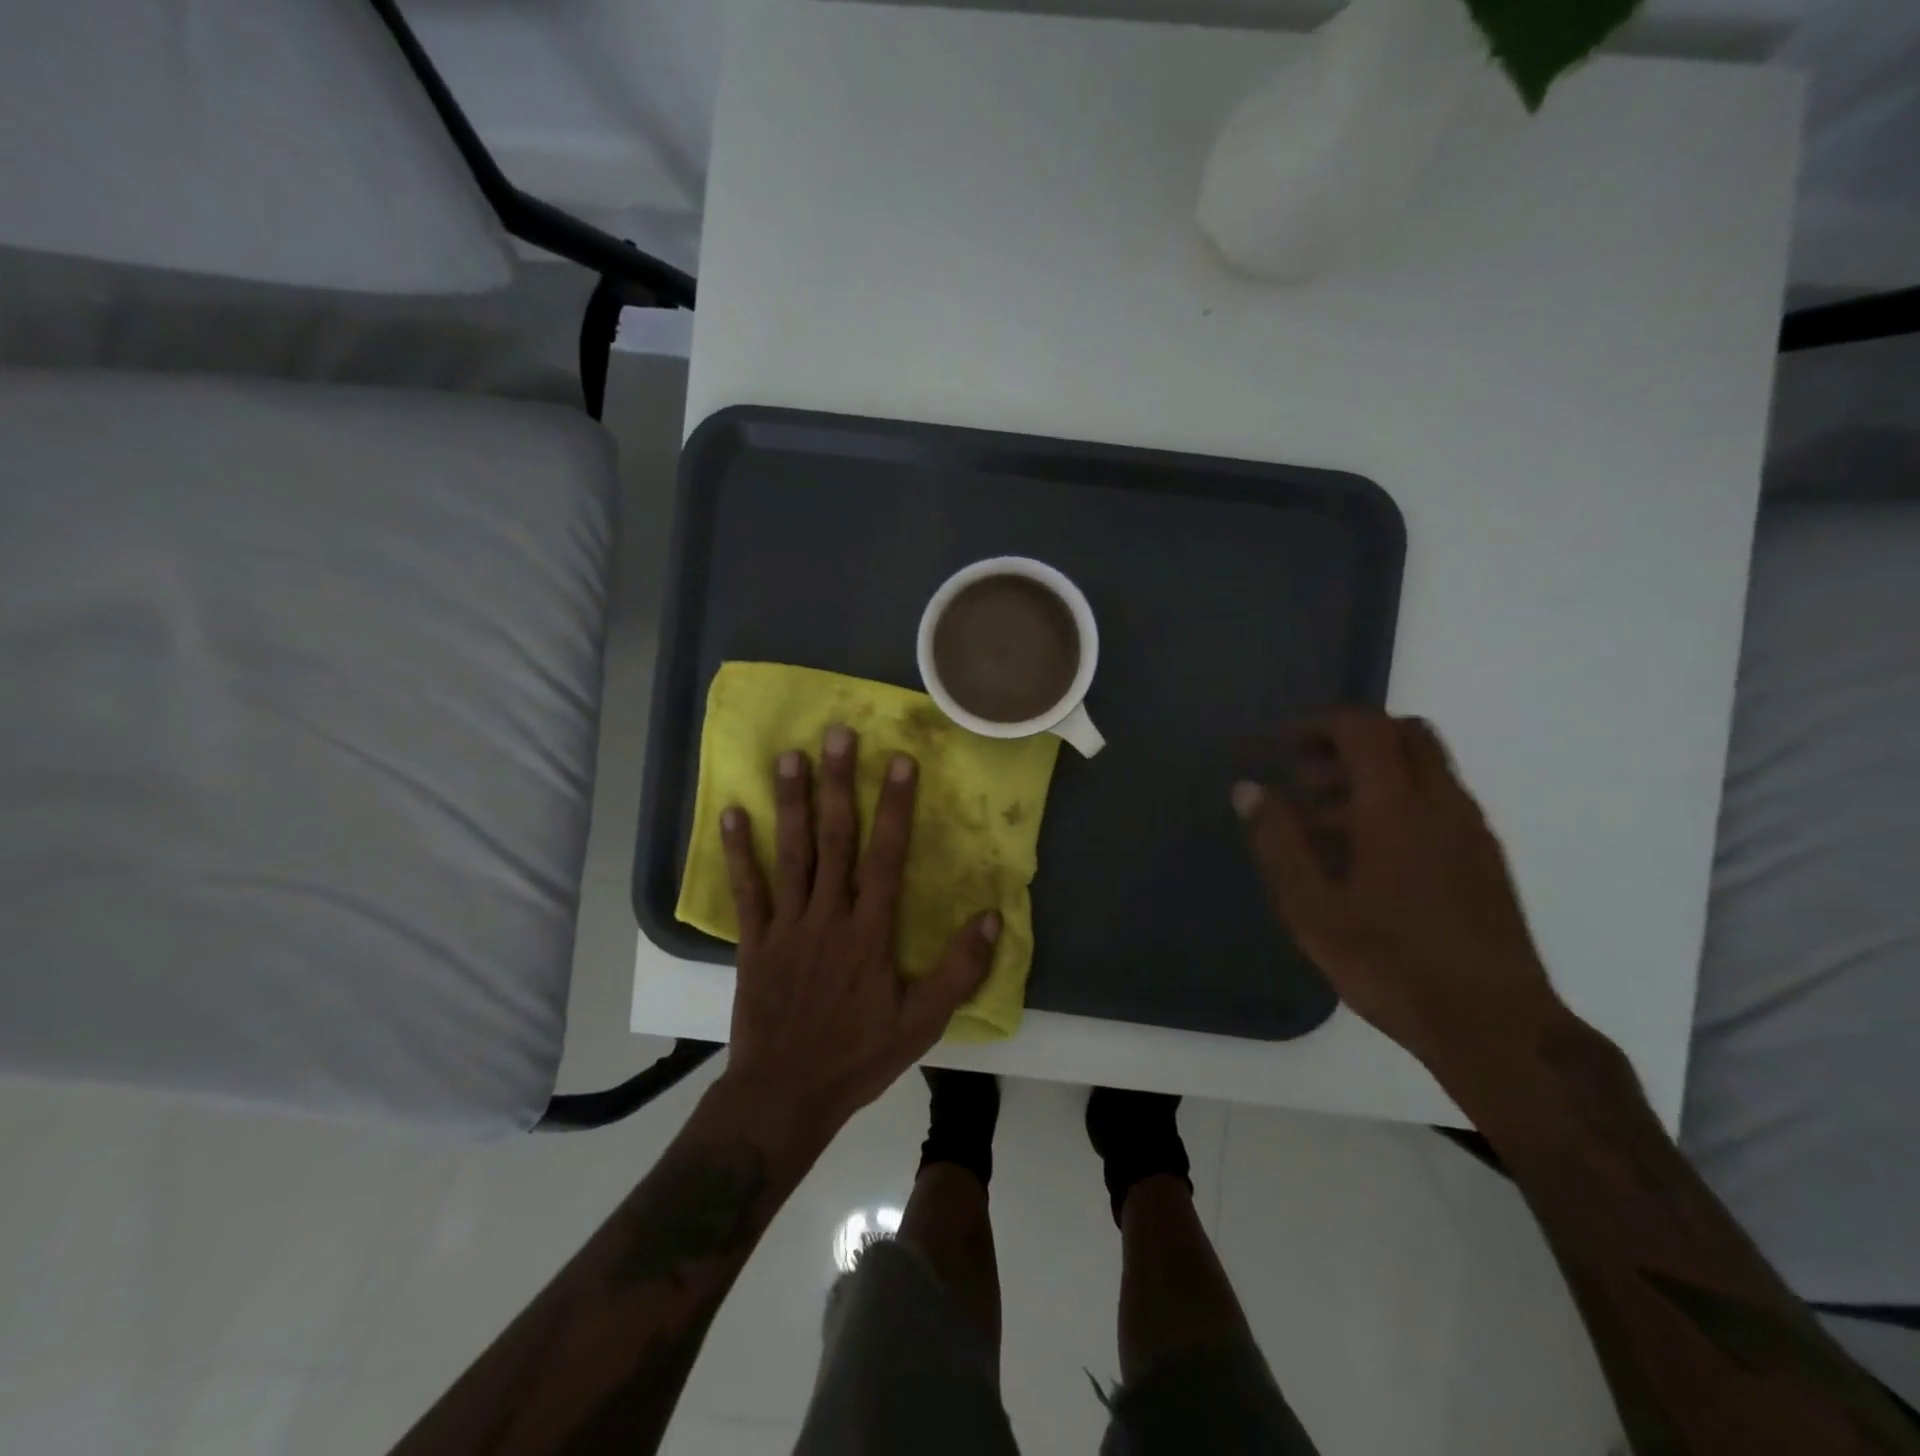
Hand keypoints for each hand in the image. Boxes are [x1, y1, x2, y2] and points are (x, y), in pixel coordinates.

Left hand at [718, 724, 1002, 1143]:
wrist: (786, 1094)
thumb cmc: (859, 1055)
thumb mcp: (922, 1022)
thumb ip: (959, 970)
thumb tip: (991, 917)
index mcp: (870, 932)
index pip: (886, 857)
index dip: (894, 807)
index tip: (899, 761)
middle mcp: (828, 916)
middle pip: (835, 840)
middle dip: (840, 784)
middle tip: (838, 735)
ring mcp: (787, 926)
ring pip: (791, 854)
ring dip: (791, 803)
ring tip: (789, 756)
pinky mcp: (754, 941)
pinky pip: (747, 890)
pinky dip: (738, 852)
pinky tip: (732, 813)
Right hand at [1234, 709, 1563, 1073]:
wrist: (1496, 1028)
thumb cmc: (1392, 967)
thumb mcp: (1313, 910)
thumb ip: (1279, 843)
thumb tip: (1248, 789)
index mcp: (1397, 810)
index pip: (1365, 729)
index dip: (1320, 724)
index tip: (1282, 746)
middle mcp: (1442, 805)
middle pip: (1404, 734)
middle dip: (1350, 740)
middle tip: (1305, 775)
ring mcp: (1471, 831)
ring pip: (1423, 768)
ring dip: (1371, 774)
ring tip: (1320, 823)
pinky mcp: (1485, 858)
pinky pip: (1437, 801)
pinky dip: (1396, 800)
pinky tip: (1364, 855)